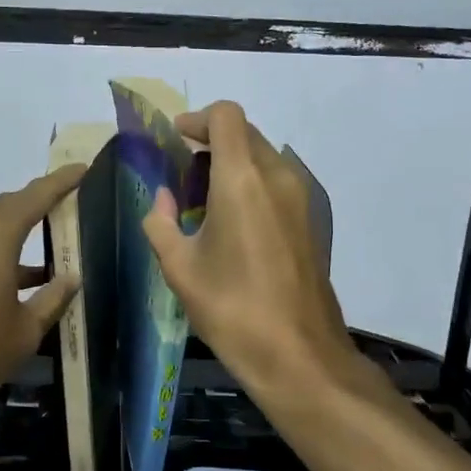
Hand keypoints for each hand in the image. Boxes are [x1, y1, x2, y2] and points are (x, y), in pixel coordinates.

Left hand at [0, 164, 86, 413]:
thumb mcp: (24, 331)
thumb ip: (51, 299)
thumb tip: (70, 278)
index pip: (35, 196)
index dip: (60, 182)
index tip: (81, 168)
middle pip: (7, 206)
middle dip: (36, 204)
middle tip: (64, 207)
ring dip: (14, 234)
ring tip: (44, 254)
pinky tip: (9, 283)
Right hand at [142, 101, 355, 402]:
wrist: (298, 354)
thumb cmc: (232, 307)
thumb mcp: (179, 267)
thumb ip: (161, 222)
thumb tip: (162, 199)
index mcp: (241, 178)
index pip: (226, 116)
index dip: (197, 119)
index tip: (176, 139)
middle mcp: (276, 176)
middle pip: (245, 132)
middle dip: (211, 140)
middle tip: (182, 169)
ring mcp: (300, 198)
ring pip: (263, 155)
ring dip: (233, 161)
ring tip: (203, 197)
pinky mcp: (310, 220)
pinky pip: (277, 181)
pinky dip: (251, 182)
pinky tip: (231, 221)